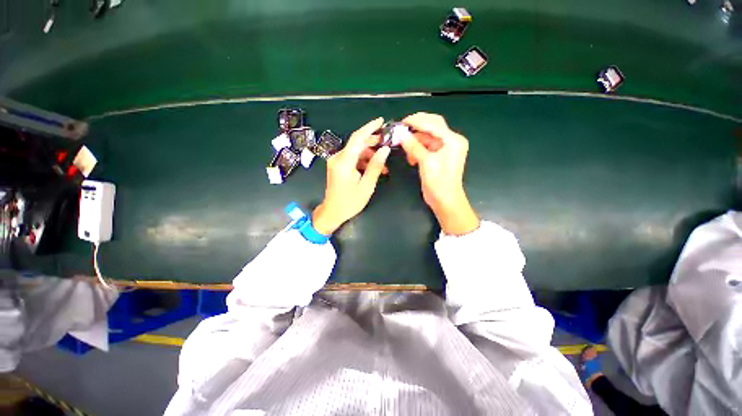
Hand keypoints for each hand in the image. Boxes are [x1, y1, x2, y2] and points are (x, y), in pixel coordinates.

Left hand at [313, 118, 390, 234]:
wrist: (332, 212)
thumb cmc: (349, 202)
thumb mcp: (366, 186)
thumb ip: (375, 166)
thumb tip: (385, 149)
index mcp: (344, 162)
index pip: (357, 138)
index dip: (370, 128)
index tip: (381, 121)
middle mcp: (338, 158)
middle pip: (357, 143)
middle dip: (373, 142)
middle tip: (388, 144)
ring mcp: (336, 161)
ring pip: (356, 151)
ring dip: (370, 155)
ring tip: (383, 165)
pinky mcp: (337, 166)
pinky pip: (352, 158)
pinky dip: (363, 161)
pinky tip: (373, 168)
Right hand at [401, 112, 479, 235]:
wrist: (445, 201)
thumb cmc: (439, 183)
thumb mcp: (426, 162)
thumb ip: (414, 146)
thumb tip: (400, 133)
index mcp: (453, 140)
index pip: (433, 124)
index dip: (417, 121)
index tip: (402, 121)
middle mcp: (451, 141)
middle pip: (432, 126)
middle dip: (417, 126)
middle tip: (402, 127)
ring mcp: (445, 149)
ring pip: (428, 137)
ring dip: (415, 141)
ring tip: (404, 146)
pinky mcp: (439, 156)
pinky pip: (426, 147)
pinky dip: (417, 149)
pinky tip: (411, 158)